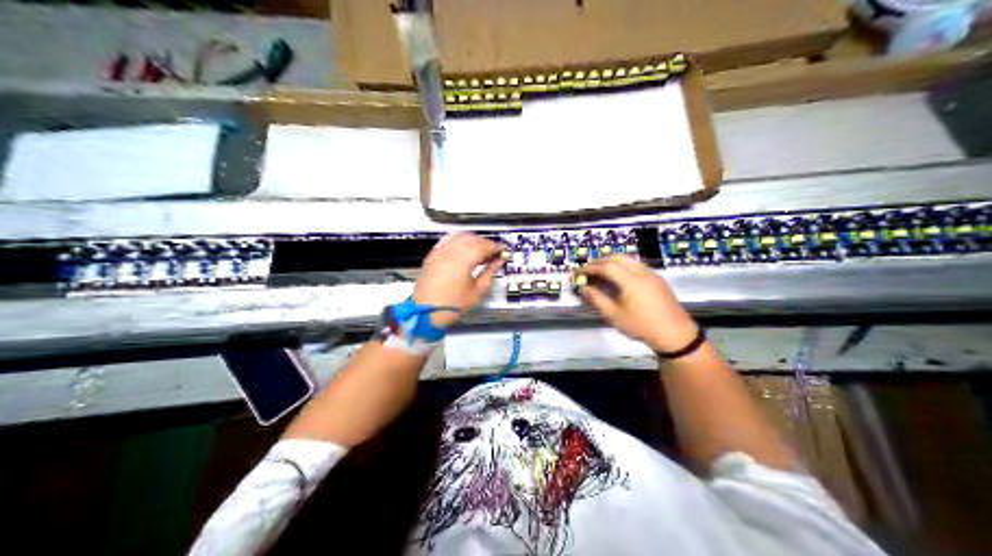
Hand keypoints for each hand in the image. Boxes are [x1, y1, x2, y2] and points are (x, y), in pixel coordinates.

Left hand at [414, 232, 503, 326]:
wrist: (426, 311)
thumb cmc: (453, 304)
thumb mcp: (477, 290)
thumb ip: (490, 272)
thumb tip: (499, 261)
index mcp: (463, 260)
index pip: (484, 246)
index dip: (496, 247)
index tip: (503, 251)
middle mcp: (450, 251)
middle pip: (473, 239)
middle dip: (486, 243)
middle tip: (494, 253)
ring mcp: (440, 250)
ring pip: (460, 236)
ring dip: (473, 240)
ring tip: (481, 251)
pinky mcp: (433, 254)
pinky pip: (448, 239)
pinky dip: (459, 240)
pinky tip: (465, 249)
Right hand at [582, 257, 696, 351]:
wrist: (674, 334)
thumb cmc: (642, 326)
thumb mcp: (615, 316)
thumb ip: (598, 300)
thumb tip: (586, 289)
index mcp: (630, 280)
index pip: (607, 267)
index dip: (592, 268)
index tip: (580, 271)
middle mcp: (642, 273)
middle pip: (619, 258)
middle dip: (603, 261)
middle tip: (591, 269)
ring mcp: (652, 275)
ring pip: (631, 260)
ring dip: (615, 262)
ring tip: (605, 273)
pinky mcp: (659, 281)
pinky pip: (639, 267)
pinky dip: (626, 267)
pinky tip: (622, 279)